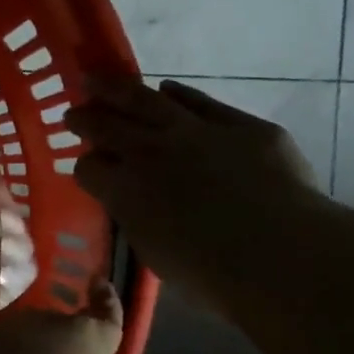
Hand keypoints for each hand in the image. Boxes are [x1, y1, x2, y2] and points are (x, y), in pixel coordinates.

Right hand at [68, 78, 323, 315]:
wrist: (279, 252)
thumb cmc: (210, 273)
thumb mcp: (155, 253)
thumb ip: (139, 220)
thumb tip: (137, 205)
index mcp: (124, 190)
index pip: (88, 169)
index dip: (86, 169)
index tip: (87, 170)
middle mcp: (149, 152)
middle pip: (106, 126)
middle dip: (85, 118)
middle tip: (73, 112)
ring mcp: (195, 131)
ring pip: (145, 100)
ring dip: (117, 90)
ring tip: (99, 80)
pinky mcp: (239, 124)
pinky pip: (199, 100)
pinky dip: (178, 94)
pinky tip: (168, 89)